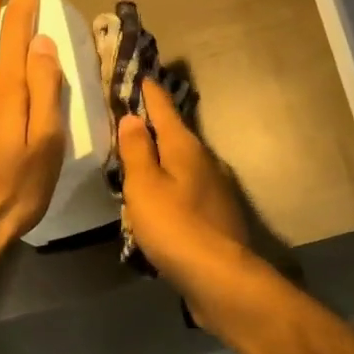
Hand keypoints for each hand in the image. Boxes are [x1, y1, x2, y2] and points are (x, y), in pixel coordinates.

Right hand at [115, 86, 252, 299]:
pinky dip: (172, 185)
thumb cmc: (175, 226)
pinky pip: (188, 189)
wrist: (220, 277)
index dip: (151, 94)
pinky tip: (161, 199)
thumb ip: (137, 151)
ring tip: (142, 157)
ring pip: (184, 164)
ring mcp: (215, 189)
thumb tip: (133, 117)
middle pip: (177, 135)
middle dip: (157, 125)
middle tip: (134, 116)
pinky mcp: (217, 215)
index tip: (143, 76)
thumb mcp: (145, 186)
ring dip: (164, 157)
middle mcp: (206, 161)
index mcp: (186, 148)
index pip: (165, 110)